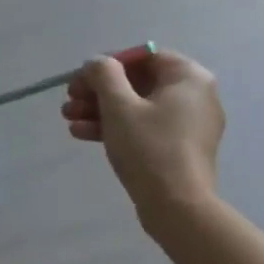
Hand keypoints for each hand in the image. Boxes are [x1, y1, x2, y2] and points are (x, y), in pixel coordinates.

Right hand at [61, 48, 224, 218]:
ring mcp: (188, 124)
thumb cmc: (149, 148)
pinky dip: (117, 128)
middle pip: (138, 81)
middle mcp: (195, 95)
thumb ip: (104, 74)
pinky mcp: (179, 148)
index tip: (81, 78)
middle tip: (69, 99)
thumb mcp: (119, 106)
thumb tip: (97, 63)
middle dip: (99, 91)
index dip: (108, 63)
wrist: (177, 208)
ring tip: (68, 119)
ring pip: (138, 106)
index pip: (144, 55)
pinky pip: (145, 127)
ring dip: (101, 110)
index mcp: (188, 77)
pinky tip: (83, 134)